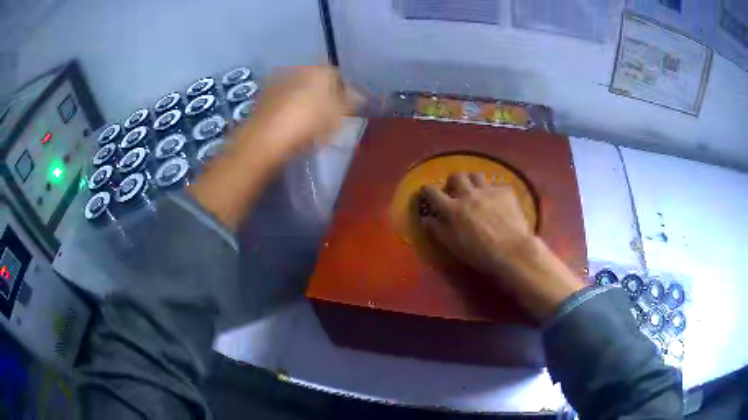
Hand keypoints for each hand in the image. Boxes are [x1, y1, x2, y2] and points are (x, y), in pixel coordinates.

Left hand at [188, 66, 358, 228]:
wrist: (264, 139)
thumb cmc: (307, 123)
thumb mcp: (339, 114)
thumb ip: (354, 103)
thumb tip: (364, 98)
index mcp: (318, 70)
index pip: (338, 76)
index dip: (345, 92)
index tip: (347, 110)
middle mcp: (297, 70)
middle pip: (317, 81)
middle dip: (325, 96)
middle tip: (329, 118)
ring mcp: (277, 82)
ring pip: (299, 90)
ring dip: (306, 102)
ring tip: (310, 125)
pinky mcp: (262, 98)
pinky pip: (284, 101)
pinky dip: (290, 110)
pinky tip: (291, 126)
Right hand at [420, 173, 582, 319]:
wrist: (511, 251)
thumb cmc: (479, 253)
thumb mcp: (453, 245)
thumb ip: (438, 229)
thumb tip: (426, 218)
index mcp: (453, 209)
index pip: (433, 193)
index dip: (427, 190)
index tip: (426, 191)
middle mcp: (469, 194)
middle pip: (456, 176)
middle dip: (453, 181)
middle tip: (455, 190)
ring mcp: (488, 191)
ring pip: (476, 175)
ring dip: (473, 182)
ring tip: (476, 191)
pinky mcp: (505, 192)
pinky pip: (496, 186)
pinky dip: (493, 193)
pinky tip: (498, 203)